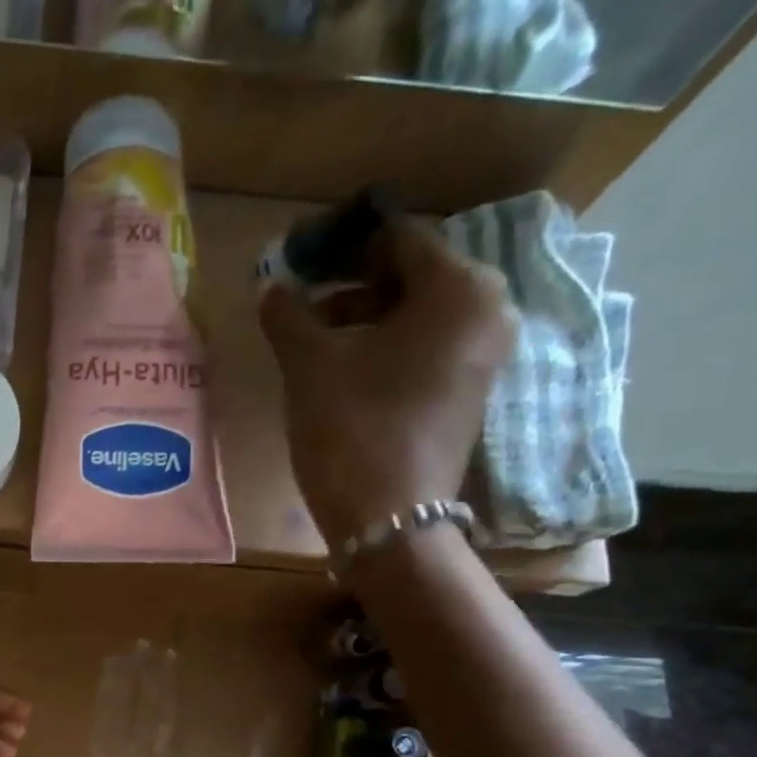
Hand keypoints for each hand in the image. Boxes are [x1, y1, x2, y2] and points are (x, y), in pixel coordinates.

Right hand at [260, 215, 516, 546]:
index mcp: (459, 288)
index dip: (341, 244)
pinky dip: (384, 346)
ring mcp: (482, 354)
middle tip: (301, 299)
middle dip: (351, 283)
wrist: (388, 518)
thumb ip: (288, 314)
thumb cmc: (351, 428)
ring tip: (311, 338)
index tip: (299, 255)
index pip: (396, 238)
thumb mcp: (309, 364)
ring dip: (362, 317)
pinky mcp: (467, 390)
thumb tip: (270, 285)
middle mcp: (486, 310)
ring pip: (415, 314)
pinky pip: (424, 346)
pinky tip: (341, 366)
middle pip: (410, 275)